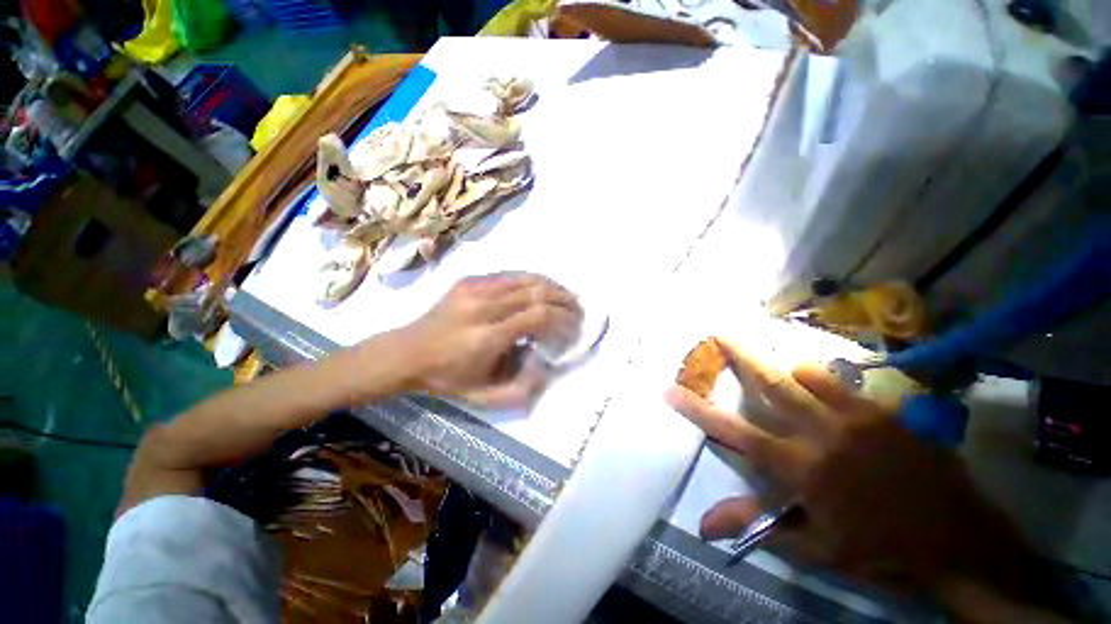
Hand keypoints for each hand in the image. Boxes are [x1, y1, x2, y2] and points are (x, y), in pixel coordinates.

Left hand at [397, 273, 581, 406]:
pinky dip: (531, 281)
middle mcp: (483, 306)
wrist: (407, 352)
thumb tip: (548, 367)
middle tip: (577, 309)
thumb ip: (521, 390)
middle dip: (563, 298)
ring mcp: (474, 288)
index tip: (575, 327)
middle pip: (536, 291)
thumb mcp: (483, 397)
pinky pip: (509, 275)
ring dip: (551, 286)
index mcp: (487, 336)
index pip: (537, 315)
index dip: (562, 318)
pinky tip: (540, 289)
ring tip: (565, 297)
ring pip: (525, 277)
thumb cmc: (446, 378)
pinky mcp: (469, 280)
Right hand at [664, 342, 1033, 600]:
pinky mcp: (887, 413)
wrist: (958, 542)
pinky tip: (822, 387)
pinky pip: (843, 383)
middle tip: (719, 331)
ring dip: (784, 368)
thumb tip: (703, 525)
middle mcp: (824, 434)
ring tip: (775, 365)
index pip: (736, 432)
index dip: (699, 410)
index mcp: (802, 468)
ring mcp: (859, 418)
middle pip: (771, 384)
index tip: (671, 390)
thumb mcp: (816, 548)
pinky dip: (822, 380)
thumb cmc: (880, 550)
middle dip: (740, 355)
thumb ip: (760, 526)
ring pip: (808, 375)